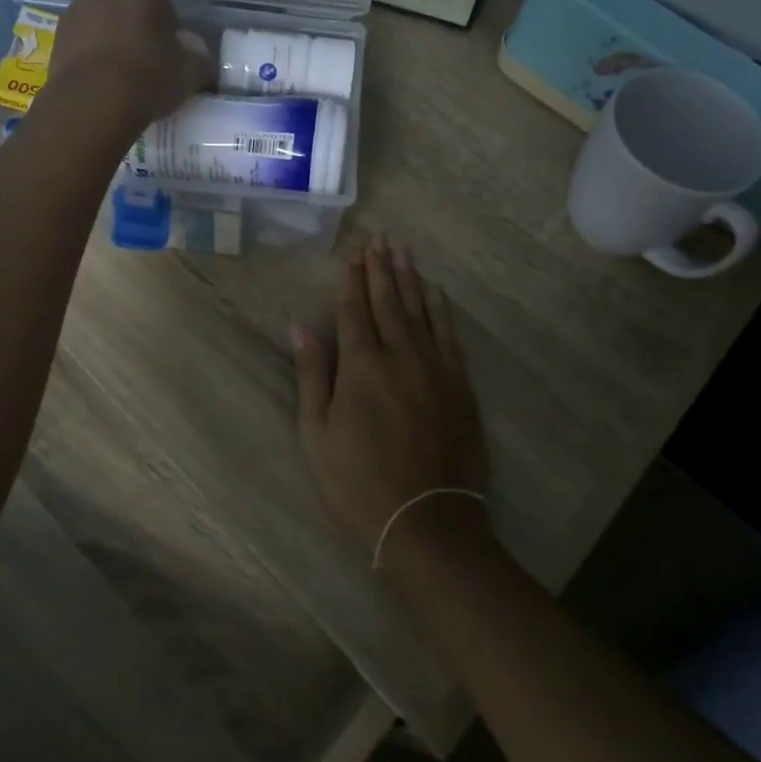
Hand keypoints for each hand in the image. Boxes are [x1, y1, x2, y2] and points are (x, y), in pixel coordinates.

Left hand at [42, 0, 214, 137]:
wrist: (92, 101)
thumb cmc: (149, 75)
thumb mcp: (190, 73)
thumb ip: (201, 63)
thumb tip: (205, 67)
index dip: (168, 22)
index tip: (170, 49)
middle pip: (127, 1)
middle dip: (136, 22)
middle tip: (147, 57)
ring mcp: (76, 5)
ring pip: (102, 17)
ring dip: (111, 35)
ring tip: (123, 72)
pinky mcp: (56, 33)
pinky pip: (82, 38)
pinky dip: (92, 52)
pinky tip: (102, 79)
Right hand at [291, 236, 490, 569]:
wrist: (427, 524)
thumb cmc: (358, 484)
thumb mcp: (317, 435)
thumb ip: (312, 375)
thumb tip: (299, 325)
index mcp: (361, 367)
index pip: (355, 310)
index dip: (352, 279)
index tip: (353, 252)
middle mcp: (400, 356)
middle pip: (389, 302)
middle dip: (381, 268)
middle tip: (379, 237)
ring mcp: (435, 369)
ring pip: (421, 312)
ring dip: (410, 278)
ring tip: (404, 250)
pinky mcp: (460, 387)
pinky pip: (449, 336)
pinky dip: (441, 310)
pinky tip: (436, 293)